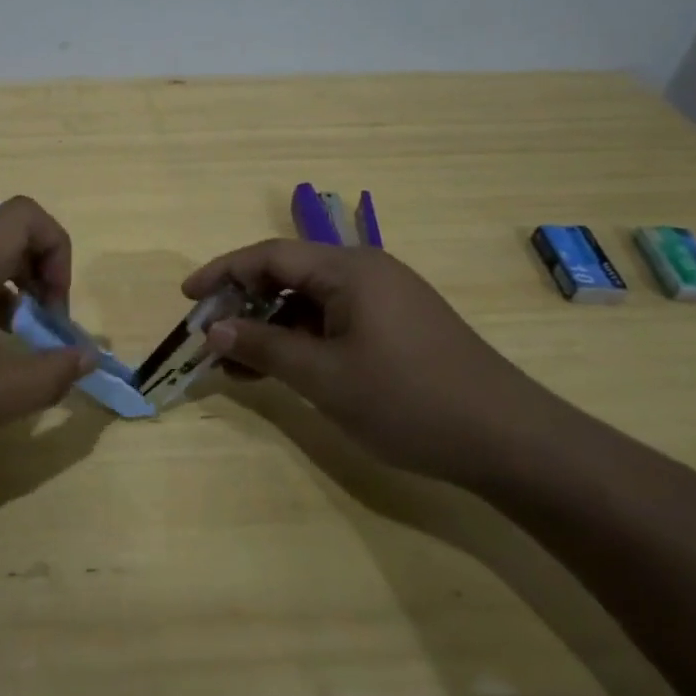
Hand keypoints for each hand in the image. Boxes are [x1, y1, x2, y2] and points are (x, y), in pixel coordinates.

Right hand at [182, 240, 565, 485]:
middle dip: (243, 304)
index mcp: (349, 269)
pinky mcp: (396, 327)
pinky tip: (279, 370)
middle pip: (288, 275)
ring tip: (235, 365)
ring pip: (309, 302)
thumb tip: (213, 331)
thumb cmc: (408, 400)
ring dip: (270, 328)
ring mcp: (384, 300)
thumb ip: (264, 348)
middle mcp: (366, 272)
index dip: (222, 272)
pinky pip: (333, 321)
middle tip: (209, 337)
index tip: (187, 298)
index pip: (269, 256)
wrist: (508, 439)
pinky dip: (301, 341)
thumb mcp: (324, 377)